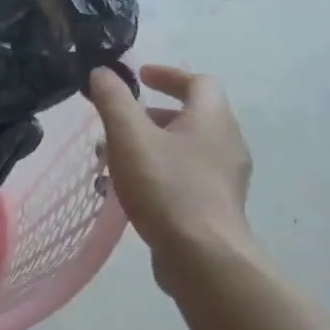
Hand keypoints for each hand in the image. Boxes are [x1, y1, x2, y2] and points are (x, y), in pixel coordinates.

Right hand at [88, 63, 255, 295]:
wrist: (203, 257)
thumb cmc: (167, 188)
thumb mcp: (130, 137)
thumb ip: (113, 100)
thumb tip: (102, 72)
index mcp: (212, 118)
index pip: (197, 81)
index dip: (167, 74)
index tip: (139, 77)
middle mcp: (227, 142)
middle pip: (191, 115)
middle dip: (151, 114)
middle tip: (118, 123)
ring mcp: (226, 178)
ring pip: (186, 149)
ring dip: (152, 146)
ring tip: (115, 161)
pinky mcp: (218, 207)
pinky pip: (187, 176)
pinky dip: (161, 172)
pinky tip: (133, 192)